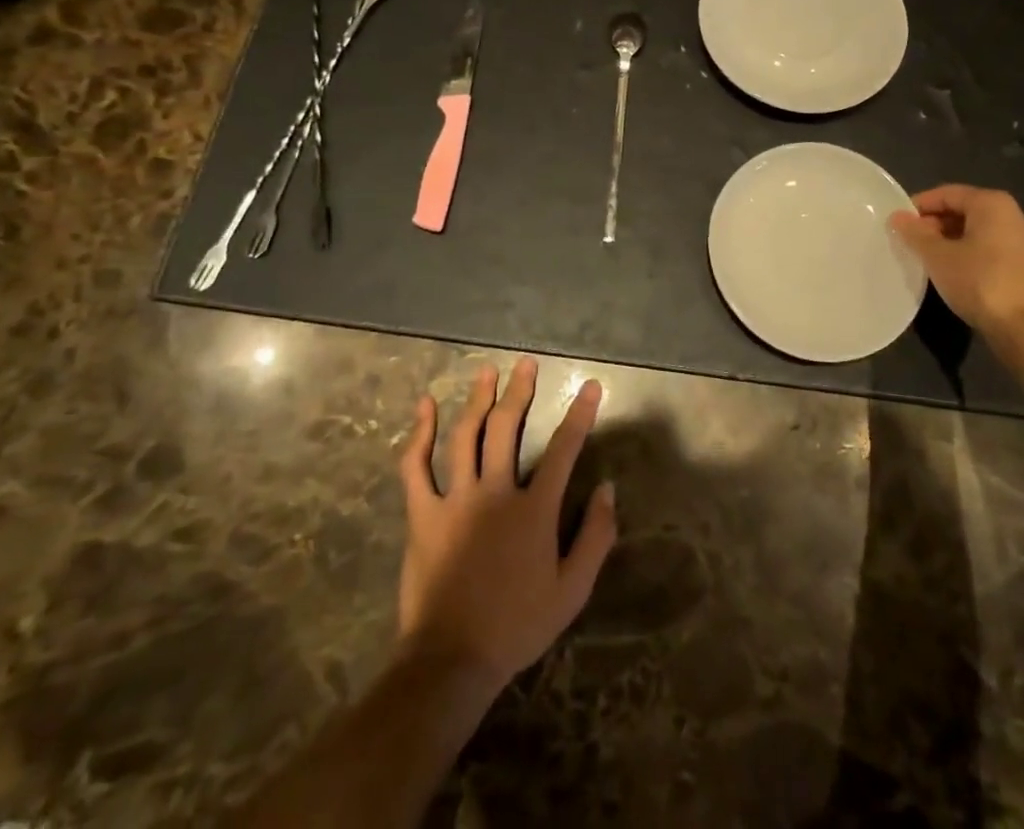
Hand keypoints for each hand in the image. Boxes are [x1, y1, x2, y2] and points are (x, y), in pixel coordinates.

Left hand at [395, 358, 616, 692]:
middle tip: (525, 364)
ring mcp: (455, 499)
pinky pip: (416, 466)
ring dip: (477, 399)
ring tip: (486, 372)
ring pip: (465, 435)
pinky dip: (419, 433)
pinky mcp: (422, 513)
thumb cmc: (517, 625)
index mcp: (534, 509)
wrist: (452, 660)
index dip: (579, 414)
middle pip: (507, 427)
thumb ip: (595, 537)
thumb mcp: (572, 591)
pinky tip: (424, 407)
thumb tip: (607, 489)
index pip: (563, 449)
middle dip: (519, 391)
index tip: (590, 385)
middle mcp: (495, 492)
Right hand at [890, 184, 1023, 344]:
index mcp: (993, 204)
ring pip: (980, 233)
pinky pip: (993, 251)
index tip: (898, 223)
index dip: (919, 205)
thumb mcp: (938, 257)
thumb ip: (916, 234)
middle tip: (911, 243)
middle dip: (936, 224)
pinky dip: (971, 256)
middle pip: (966, 211)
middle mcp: (1015, 216)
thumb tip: (897, 217)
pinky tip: (956, 275)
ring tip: (929, 260)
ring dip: (952, 242)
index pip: (948, 193)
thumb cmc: (981, 283)